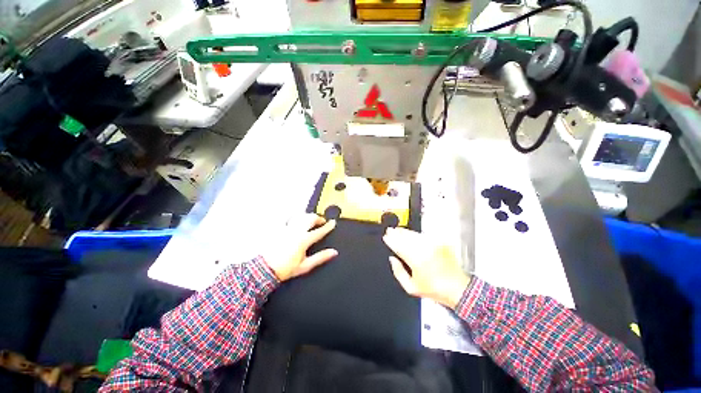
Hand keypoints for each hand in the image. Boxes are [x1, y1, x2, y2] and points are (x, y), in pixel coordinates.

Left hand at [263, 213, 337, 281]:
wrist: (264, 269)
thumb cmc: (285, 269)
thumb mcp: (305, 266)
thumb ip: (321, 257)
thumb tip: (333, 252)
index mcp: (304, 240)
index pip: (320, 231)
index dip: (328, 226)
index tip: (332, 223)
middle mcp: (296, 231)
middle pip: (310, 218)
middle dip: (318, 217)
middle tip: (322, 221)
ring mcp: (286, 229)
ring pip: (300, 216)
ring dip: (307, 216)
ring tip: (310, 220)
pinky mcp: (278, 229)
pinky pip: (288, 219)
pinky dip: (295, 218)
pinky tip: (296, 221)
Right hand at [383, 227, 470, 308]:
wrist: (458, 289)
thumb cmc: (435, 290)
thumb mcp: (411, 287)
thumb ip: (398, 272)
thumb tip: (392, 260)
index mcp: (415, 260)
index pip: (398, 246)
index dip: (391, 240)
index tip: (386, 237)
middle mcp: (423, 250)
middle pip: (406, 238)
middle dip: (396, 233)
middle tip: (390, 230)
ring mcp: (432, 245)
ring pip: (414, 235)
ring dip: (405, 232)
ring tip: (398, 230)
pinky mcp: (439, 243)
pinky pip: (424, 236)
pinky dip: (416, 234)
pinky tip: (411, 234)